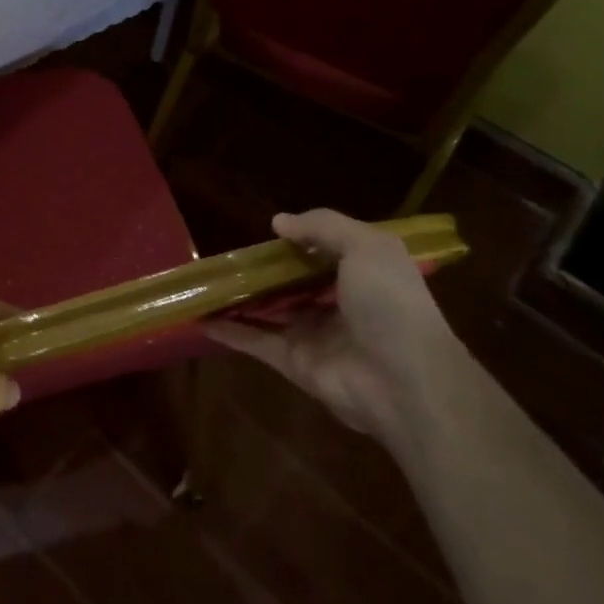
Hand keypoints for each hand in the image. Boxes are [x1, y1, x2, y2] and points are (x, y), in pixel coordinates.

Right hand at [205, 209, 469, 448]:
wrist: (404, 381)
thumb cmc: (391, 304)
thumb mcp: (367, 247)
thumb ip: (323, 227)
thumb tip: (278, 222)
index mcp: (363, 276)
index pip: (327, 253)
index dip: (300, 241)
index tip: (268, 232)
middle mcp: (337, 304)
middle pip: (293, 283)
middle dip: (264, 271)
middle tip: (227, 256)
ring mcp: (313, 334)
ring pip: (269, 311)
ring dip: (241, 299)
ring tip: (206, 282)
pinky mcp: (293, 362)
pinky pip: (254, 342)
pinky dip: (229, 332)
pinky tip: (200, 318)